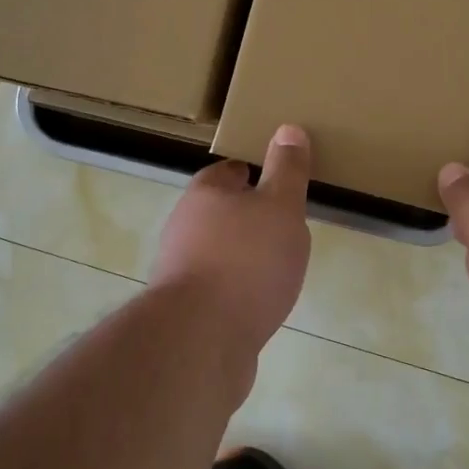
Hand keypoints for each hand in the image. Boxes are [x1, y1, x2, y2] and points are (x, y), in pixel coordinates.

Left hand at [151, 125, 313, 348]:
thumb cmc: (246, 260)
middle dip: (249, 217)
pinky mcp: (184, 310)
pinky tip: (259, 303)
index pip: (229, 171)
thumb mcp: (280, 206)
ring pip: (217, 252)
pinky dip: (237, 290)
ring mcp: (180, 270)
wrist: (200, 340)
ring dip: (243, 256)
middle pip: (220, 212)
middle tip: (285, 225)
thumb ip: (287, 170)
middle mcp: (184, 226)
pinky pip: (217, 289)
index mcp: (205, 193)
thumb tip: (288, 128)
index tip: (278, 182)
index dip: (254, 173)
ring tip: (278, 266)